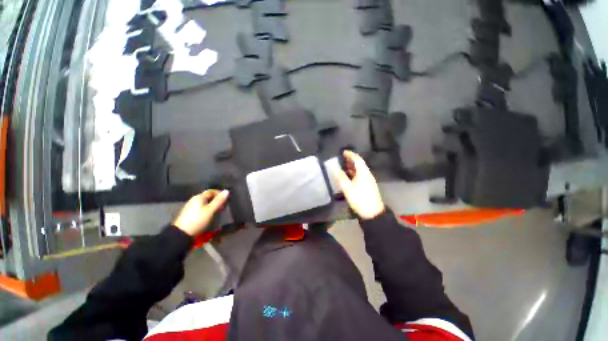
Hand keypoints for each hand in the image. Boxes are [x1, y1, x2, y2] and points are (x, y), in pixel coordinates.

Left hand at [173, 190, 229, 235]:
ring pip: (205, 202)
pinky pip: (201, 207)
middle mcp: (194, 199)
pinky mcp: (189, 213)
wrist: (182, 233)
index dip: (220, 194)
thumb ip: (219, 200)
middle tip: (223, 207)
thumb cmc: (198, 219)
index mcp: (199, 197)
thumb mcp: (211, 210)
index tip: (226, 200)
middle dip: (217, 200)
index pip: (212, 191)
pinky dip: (207, 209)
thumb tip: (227, 191)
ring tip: (218, 212)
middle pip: (208, 197)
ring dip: (212, 205)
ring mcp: (191, 206)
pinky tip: (210, 215)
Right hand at [333, 151, 384, 219]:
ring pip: (360, 170)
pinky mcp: (368, 185)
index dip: (350, 154)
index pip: (357, 159)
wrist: (373, 213)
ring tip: (343, 166)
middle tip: (341, 158)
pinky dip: (354, 172)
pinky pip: (360, 175)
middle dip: (350, 160)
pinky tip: (348, 176)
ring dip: (352, 166)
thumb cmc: (360, 199)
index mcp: (363, 173)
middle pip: (359, 164)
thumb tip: (335, 169)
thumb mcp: (348, 188)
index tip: (343, 152)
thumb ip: (341, 178)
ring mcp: (368, 180)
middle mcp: (367, 174)